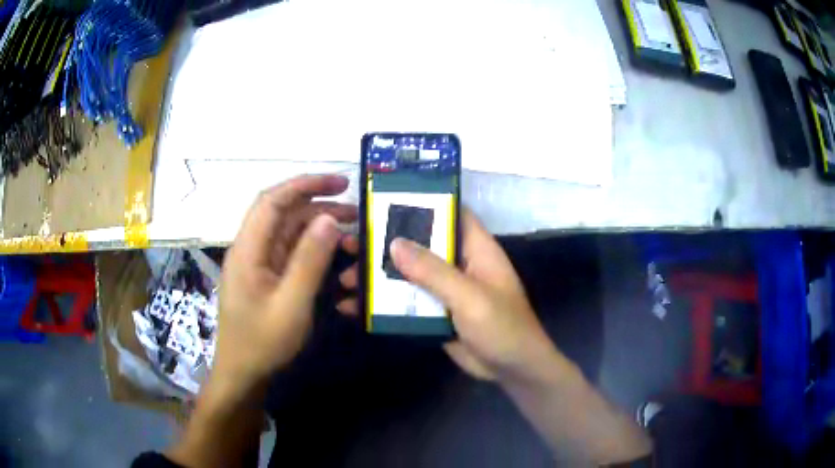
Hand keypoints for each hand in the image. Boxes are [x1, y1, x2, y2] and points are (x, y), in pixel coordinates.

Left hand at [215, 174, 356, 395]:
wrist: (242, 373)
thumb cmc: (263, 342)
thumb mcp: (291, 304)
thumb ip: (309, 261)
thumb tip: (329, 219)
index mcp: (248, 249)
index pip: (273, 201)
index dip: (305, 184)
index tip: (340, 182)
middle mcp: (251, 249)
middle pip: (283, 214)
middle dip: (318, 205)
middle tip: (355, 211)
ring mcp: (258, 264)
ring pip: (288, 232)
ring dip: (318, 228)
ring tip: (352, 233)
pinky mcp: (265, 277)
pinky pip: (290, 253)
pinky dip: (312, 248)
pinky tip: (333, 254)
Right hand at [338, 209, 558, 382]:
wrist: (512, 369)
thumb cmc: (502, 327)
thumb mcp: (470, 297)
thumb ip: (433, 271)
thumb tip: (395, 243)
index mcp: (475, 249)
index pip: (449, 213)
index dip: (421, 203)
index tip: (384, 200)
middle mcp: (458, 263)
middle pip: (418, 243)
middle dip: (384, 243)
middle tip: (348, 243)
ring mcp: (445, 289)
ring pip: (407, 274)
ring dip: (376, 276)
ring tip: (343, 279)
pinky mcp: (435, 311)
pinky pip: (406, 301)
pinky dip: (382, 303)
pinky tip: (354, 308)